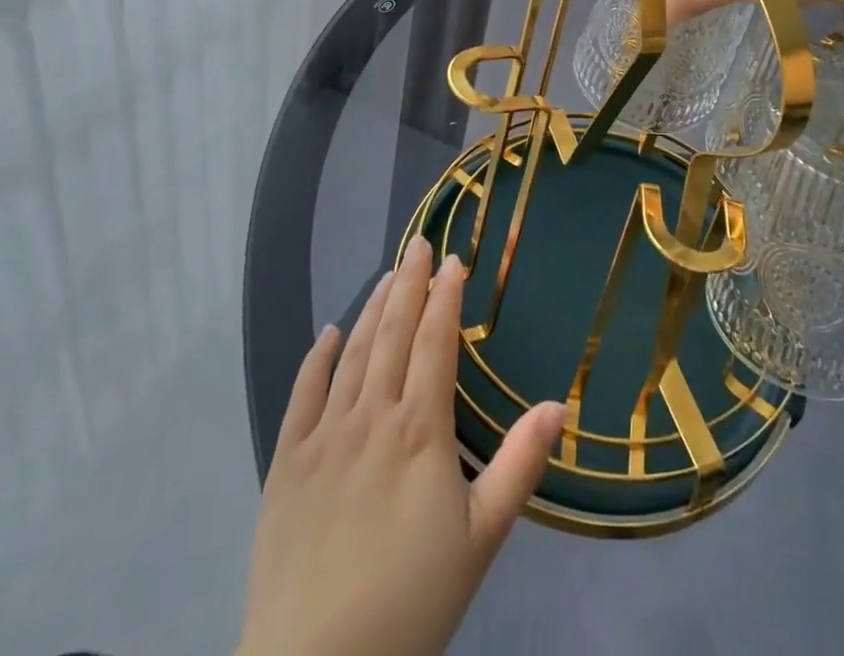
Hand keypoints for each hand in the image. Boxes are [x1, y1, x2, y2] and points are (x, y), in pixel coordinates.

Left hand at [238, 238, 565, 655]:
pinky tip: (328, 333)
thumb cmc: (411, 601)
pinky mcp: (285, 464)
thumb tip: (558, 404)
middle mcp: (372, 417)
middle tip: (419, 244)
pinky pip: (302, 396)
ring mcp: (323, 437)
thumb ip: (519, 465)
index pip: (435, 341)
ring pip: (352, 354)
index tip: (454, 259)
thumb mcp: (481, 538)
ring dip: (372, 308)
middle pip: (393, 334)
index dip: (446, 296)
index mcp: (420, 429)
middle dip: (410, 284)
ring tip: (388, 275)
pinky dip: (317, 359)